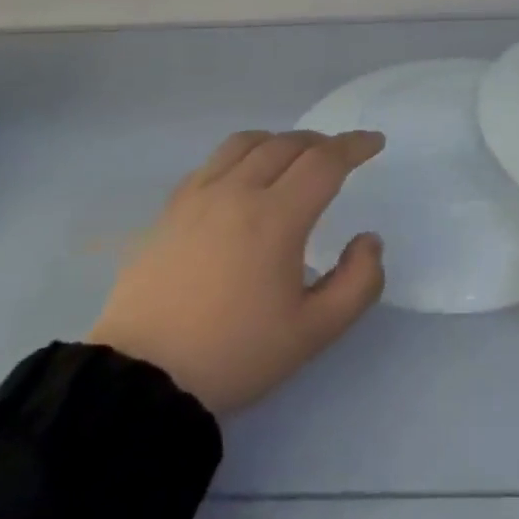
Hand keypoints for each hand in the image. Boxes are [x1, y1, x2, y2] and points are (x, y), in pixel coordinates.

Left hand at [88, 129, 386, 415]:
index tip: (374, 142)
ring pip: (247, 142)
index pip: (324, 161)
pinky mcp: (171, 207)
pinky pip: (214, 161)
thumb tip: (369, 239)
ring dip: (280, 140)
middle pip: (287, 144)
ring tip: (293, 157)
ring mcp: (199, 195)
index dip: (354, 146)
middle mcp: (237, 191)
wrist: (144, 378)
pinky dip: (242, 154)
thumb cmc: (235, 355)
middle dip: (321, 142)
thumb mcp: (313, 333)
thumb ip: (357, 283)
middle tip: (339, 156)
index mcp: (276, 218)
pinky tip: (244, 177)